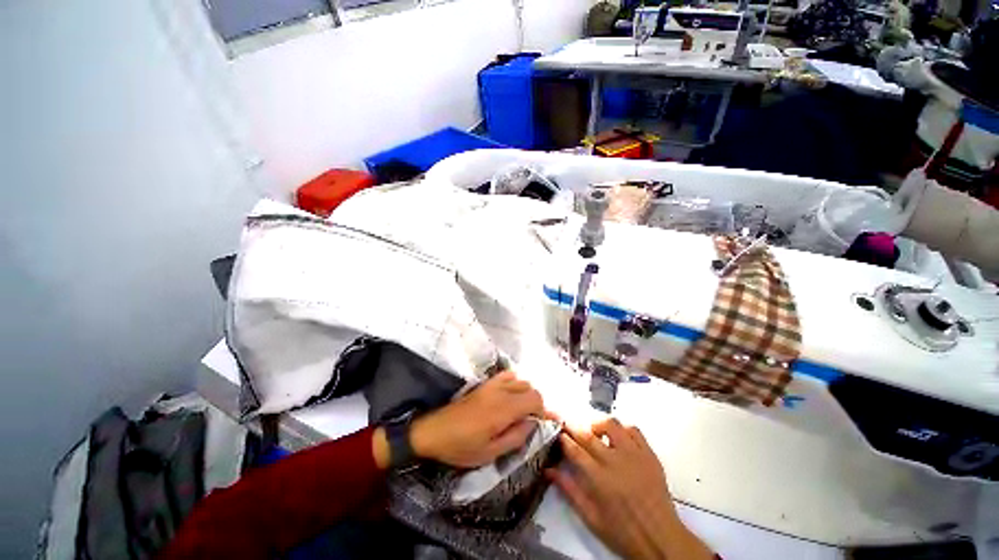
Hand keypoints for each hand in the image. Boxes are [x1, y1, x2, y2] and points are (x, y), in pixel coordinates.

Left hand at [409, 371, 544, 468]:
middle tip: (527, 421)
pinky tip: (507, 396)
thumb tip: (532, 424)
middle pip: (530, 388)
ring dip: (524, 393)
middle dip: (535, 403)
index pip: (535, 398)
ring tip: (518, 410)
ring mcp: (492, 384)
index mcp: (504, 409)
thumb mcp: (490, 453)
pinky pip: (506, 375)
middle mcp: (501, 391)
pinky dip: (513, 383)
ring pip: (520, 380)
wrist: (436, 431)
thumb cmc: (462, 447)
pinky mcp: (484, 383)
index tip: (537, 424)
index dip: (542, 411)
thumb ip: (516, 438)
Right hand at [549, 419, 713, 559]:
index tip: (557, 433)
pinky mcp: (649, 454)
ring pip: (611, 424)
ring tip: (595, 433)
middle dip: (573, 427)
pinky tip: (618, 439)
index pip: (574, 449)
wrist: (661, 538)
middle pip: (588, 434)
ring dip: (598, 425)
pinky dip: (622, 430)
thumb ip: (569, 491)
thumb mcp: (591, 517)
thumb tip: (549, 470)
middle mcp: (615, 461)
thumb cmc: (623, 531)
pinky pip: (633, 430)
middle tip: (568, 426)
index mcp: (599, 479)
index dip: (563, 438)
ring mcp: (634, 454)